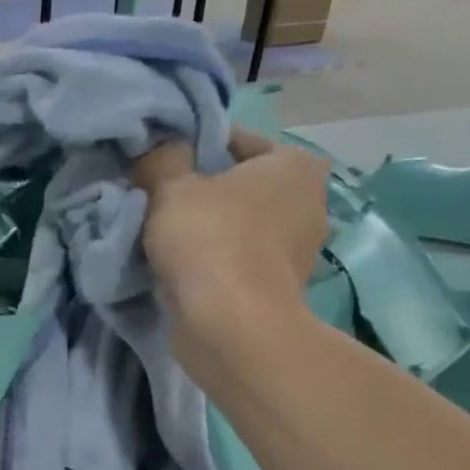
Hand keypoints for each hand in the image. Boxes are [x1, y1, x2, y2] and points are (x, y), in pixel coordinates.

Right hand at [134, 127, 330, 328]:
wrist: (230, 327)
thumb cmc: (209, 240)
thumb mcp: (170, 186)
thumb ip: (163, 159)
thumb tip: (161, 147)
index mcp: (295, 164)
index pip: (237, 142)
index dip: (194, 150)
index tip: (162, 168)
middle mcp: (310, 203)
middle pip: (241, 189)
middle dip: (204, 196)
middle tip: (160, 204)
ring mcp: (300, 253)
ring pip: (240, 229)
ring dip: (208, 234)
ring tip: (164, 241)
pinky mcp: (280, 292)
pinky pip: (238, 265)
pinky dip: (215, 266)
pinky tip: (181, 273)